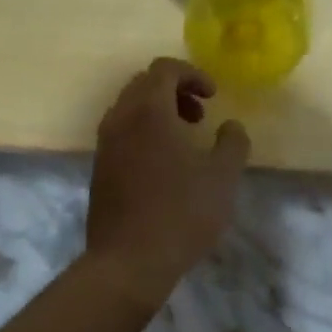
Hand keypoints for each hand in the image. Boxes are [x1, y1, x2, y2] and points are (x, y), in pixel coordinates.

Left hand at [85, 58, 249, 308]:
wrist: (127, 263)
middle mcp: (121, 116)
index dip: (192, 75)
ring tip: (184, 139)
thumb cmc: (179, 213)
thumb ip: (232, 142)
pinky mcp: (99, 165)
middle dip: (175, 90)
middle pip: (145, 82)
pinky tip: (163, 163)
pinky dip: (142, 129)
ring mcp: (105, 141)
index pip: (165, 68)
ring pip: (130, 106)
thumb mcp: (222, 177)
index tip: (213, 97)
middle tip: (199, 115)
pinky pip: (121, 129)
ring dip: (158, 110)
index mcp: (148, 109)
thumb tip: (231, 126)